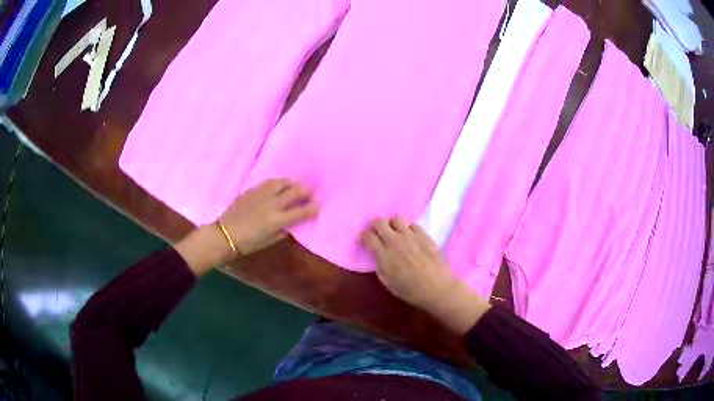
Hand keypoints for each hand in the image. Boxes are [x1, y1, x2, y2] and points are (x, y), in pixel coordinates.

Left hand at [220, 178, 319, 255]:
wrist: (225, 234)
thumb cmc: (248, 243)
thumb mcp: (270, 241)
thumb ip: (284, 230)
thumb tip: (292, 223)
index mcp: (277, 220)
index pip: (301, 211)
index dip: (313, 208)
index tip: (320, 205)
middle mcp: (273, 204)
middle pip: (295, 191)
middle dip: (307, 191)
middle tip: (311, 193)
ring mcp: (262, 194)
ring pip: (283, 182)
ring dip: (294, 183)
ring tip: (297, 186)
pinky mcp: (253, 189)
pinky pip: (270, 182)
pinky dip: (280, 182)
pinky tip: (281, 185)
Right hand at [362, 218, 489, 334]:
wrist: (437, 287)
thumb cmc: (410, 290)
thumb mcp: (388, 282)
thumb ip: (379, 265)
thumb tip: (377, 254)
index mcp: (384, 255)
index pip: (368, 236)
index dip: (364, 237)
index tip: (365, 241)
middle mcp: (395, 241)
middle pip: (379, 222)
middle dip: (376, 227)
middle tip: (379, 235)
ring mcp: (410, 236)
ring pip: (396, 219)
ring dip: (392, 225)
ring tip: (395, 234)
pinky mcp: (424, 235)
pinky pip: (412, 224)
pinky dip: (408, 229)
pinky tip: (411, 238)